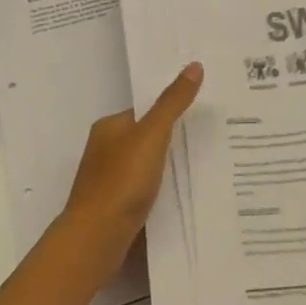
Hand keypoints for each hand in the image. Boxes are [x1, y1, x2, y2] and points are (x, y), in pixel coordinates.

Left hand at [60, 62, 203, 283]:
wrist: (96, 239)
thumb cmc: (122, 180)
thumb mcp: (152, 134)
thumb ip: (173, 102)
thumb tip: (195, 65)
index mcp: (109, 127)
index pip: (144, 112)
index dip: (171, 112)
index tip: (201, 116)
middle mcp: (104, 151)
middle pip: (145, 140)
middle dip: (172, 142)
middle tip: (210, 142)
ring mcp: (107, 182)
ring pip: (145, 168)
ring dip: (167, 170)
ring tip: (204, 170)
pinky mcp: (114, 209)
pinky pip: (143, 193)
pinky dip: (161, 193)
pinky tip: (182, 198)